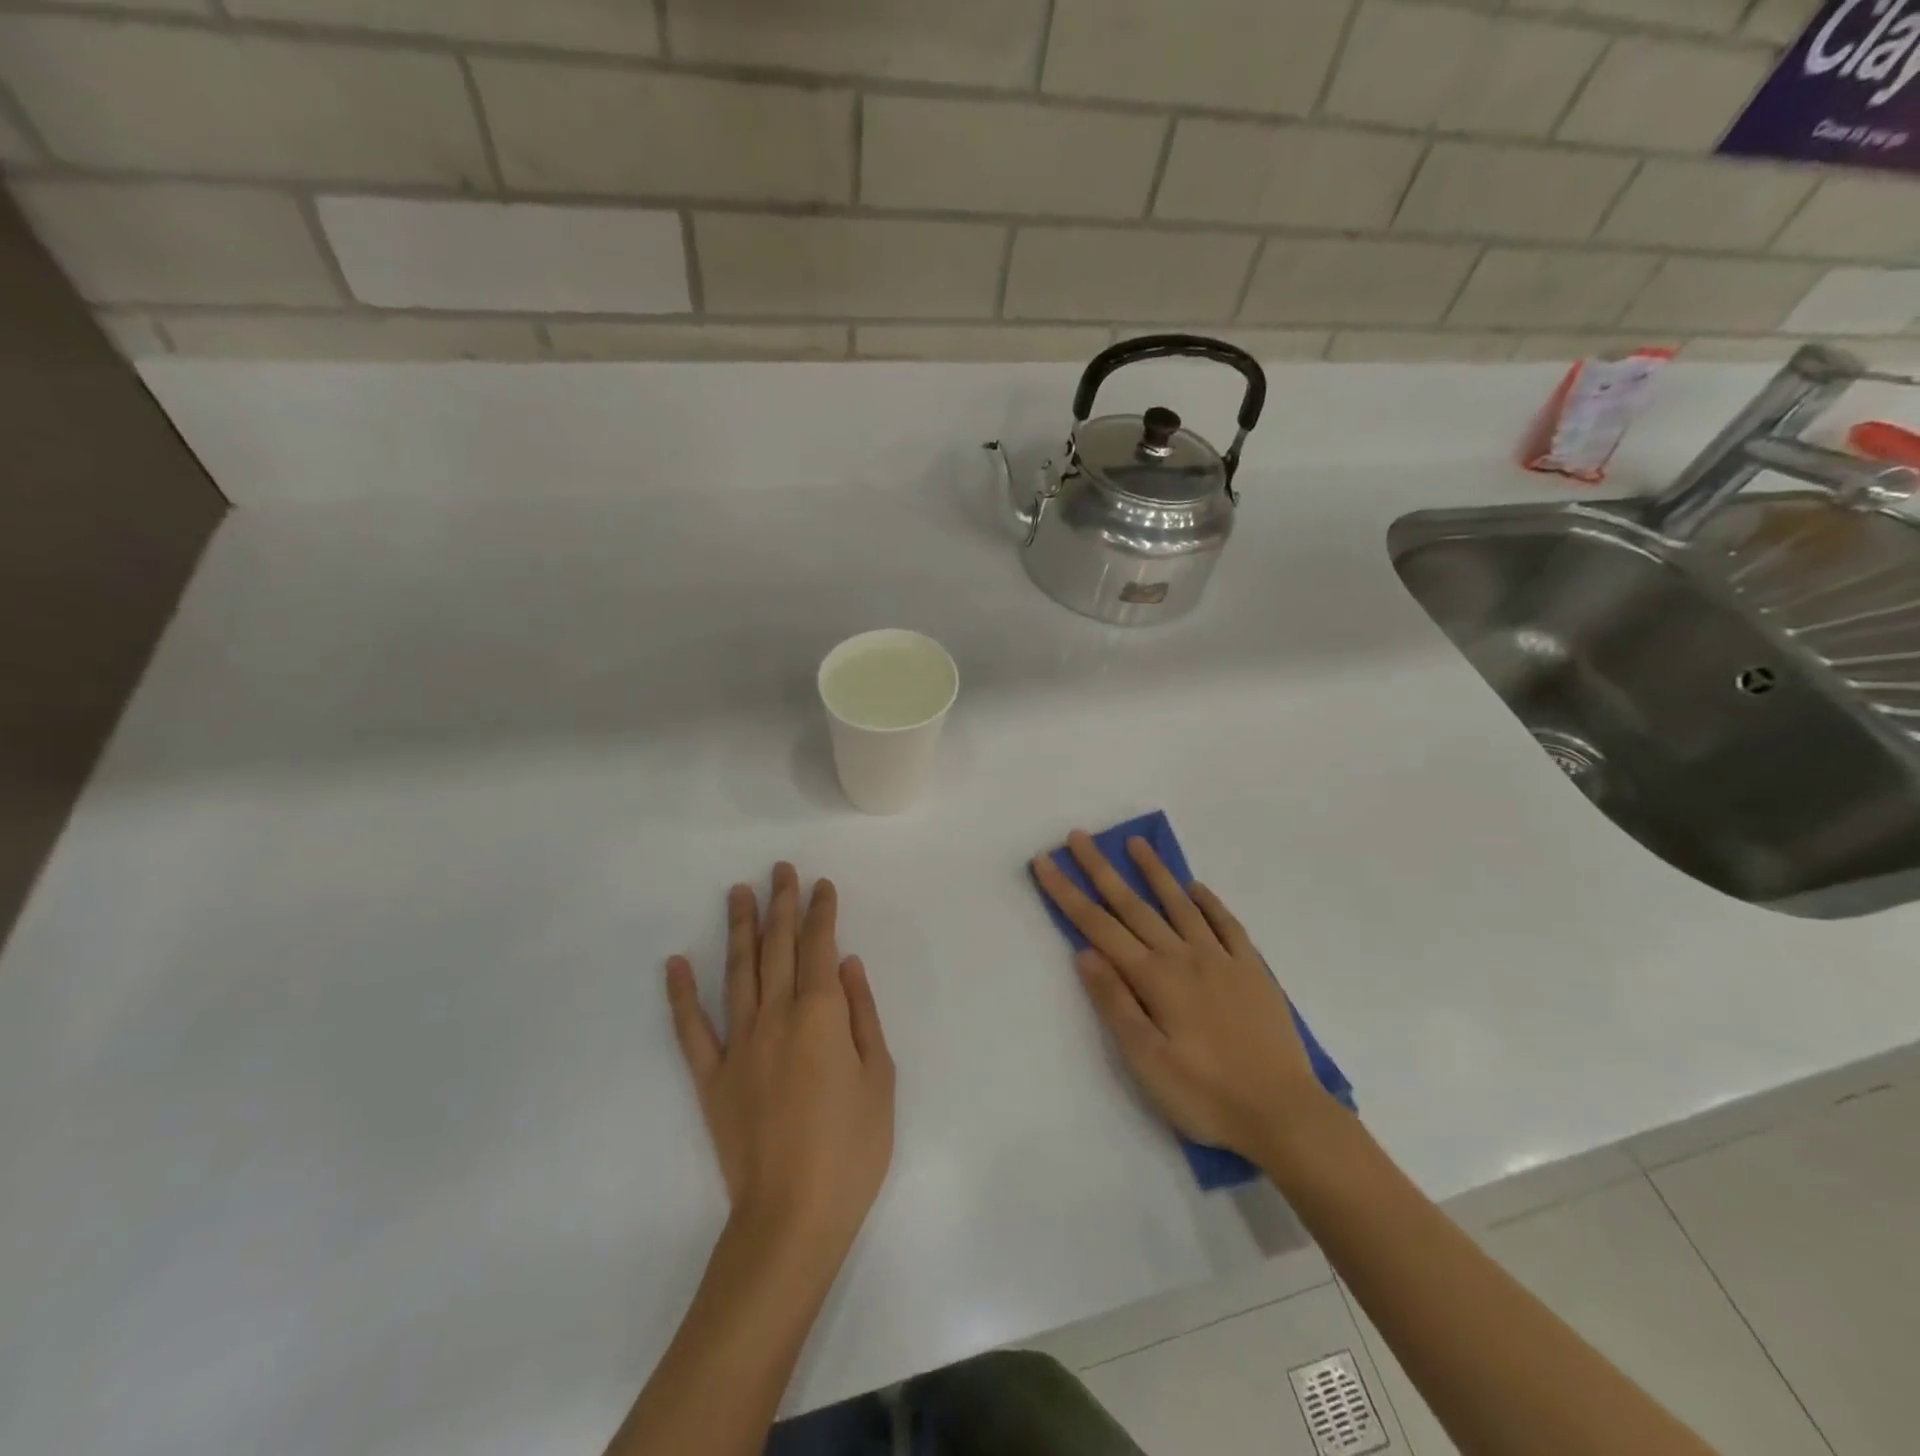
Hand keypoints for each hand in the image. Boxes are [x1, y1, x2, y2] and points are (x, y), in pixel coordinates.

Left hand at [665, 863, 894, 1252]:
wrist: (792, 1217)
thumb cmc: (851, 1148)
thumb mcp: (879, 1077)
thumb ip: (862, 1014)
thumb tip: (846, 965)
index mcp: (820, 1014)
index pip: (820, 946)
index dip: (821, 911)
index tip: (821, 885)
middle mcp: (776, 1015)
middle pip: (778, 947)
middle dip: (780, 904)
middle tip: (779, 869)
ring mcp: (738, 1044)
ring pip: (737, 972)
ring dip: (738, 928)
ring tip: (737, 892)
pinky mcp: (711, 1077)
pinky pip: (691, 1028)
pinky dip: (681, 994)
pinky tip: (675, 963)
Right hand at [1032, 832, 1334, 1163]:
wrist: (1284, 1114)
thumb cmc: (1205, 1095)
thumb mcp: (1146, 1060)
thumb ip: (1115, 1002)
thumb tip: (1084, 952)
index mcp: (1154, 978)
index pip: (1099, 926)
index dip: (1068, 893)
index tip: (1045, 862)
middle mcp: (1184, 956)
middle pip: (1133, 905)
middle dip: (1101, 869)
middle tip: (1079, 837)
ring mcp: (1221, 959)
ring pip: (1180, 904)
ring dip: (1154, 872)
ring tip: (1135, 843)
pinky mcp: (1252, 971)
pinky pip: (1227, 924)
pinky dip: (1209, 902)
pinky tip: (1196, 888)